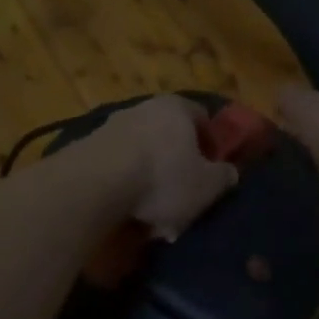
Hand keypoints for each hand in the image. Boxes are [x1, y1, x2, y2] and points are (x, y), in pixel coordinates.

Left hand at [95, 95, 239, 239]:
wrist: (95, 183)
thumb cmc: (162, 178)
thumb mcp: (207, 186)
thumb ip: (224, 177)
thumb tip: (230, 172)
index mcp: (177, 107)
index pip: (202, 117)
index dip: (211, 143)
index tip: (212, 169)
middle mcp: (145, 108)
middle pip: (169, 134)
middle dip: (177, 163)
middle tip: (184, 194)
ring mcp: (113, 124)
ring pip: (142, 151)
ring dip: (150, 177)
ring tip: (153, 211)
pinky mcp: (89, 146)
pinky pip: (118, 165)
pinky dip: (126, 184)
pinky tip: (128, 211)